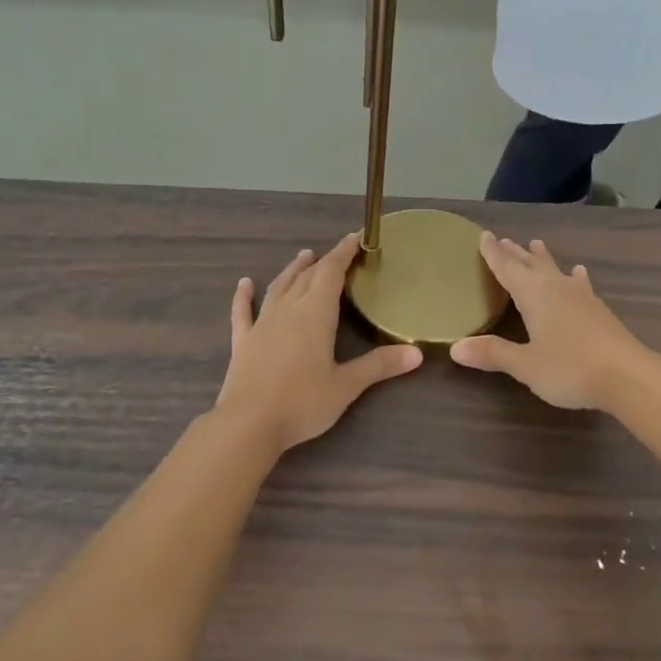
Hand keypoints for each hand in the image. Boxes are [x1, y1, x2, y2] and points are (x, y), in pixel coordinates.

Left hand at [215, 234, 420, 452]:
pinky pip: (243, 312)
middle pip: (307, 277)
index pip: (331, 272)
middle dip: (324, 261)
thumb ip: (379, 366)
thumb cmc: (302, 403)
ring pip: (279, 288)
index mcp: (315, 314)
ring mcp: (262, 324)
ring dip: (292, 270)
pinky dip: (244, 296)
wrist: (248, 424)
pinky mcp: (243, 342)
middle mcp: (288, 310)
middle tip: (338, 252)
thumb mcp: (346, 386)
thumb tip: (417, 353)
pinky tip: (244, 284)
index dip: (344, 253)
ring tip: (303, 256)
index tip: (356, 237)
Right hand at [448, 233, 653, 411]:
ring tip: (537, 244)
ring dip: (543, 258)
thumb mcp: (525, 365)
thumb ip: (493, 353)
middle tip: (504, 240)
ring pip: (556, 270)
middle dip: (516, 253)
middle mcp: (556, 288)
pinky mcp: (598, 310)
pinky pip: (579, 284)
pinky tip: (578, 273)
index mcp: (534, 294)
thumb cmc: (570, 368)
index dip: (493, 253)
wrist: (628, 376)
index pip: (507, 268)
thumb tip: (455, 348)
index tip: (483, 235)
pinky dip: (573, 276)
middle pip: (531, 264)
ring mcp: (581, 297)